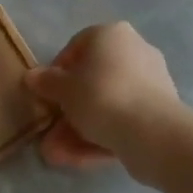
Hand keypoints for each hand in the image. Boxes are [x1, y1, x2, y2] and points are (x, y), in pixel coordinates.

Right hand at [27, 22, 185, 185]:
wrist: (152, 131)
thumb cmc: (101, 96)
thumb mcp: (63, 90)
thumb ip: (46, 82)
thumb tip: (32, 76)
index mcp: (111, 34)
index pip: (76, 47)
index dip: (57, 73)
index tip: (47, 97)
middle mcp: (133, 49)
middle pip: (93, 80)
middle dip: (69, 111)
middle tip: (51, 134)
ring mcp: (150, 80)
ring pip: (107, 103)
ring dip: (81, 128)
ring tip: (59, 156)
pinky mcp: (160, 108)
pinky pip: (124, 117)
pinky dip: (104, 134)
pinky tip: (82, 158)